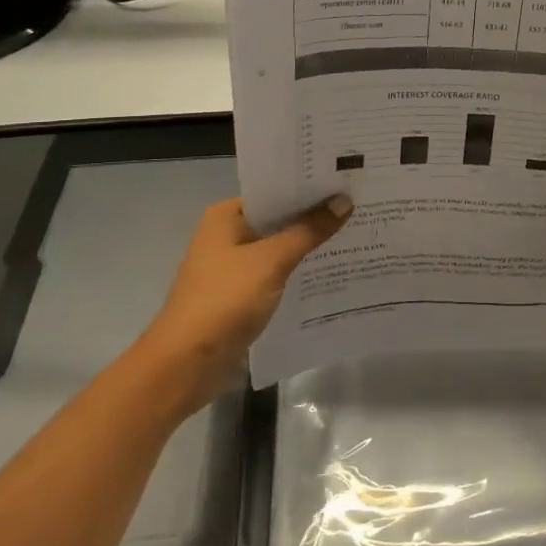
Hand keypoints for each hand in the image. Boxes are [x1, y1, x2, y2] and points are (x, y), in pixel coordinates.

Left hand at [131, 193, 351, 416]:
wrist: (186, 363)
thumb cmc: (225, 301)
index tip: (346, 182)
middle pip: (278, 219)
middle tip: (359, 206)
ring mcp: (233, 266)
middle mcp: (227, 235)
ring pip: (279, 247)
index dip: (309, 187)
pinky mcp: (241, 294)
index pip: (274, 191)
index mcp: (226, 216)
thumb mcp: (271, 261)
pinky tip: (331, 270)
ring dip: (309, 245)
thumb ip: (309, 231)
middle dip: (314, 216)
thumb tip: (344, 201)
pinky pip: (276, 273)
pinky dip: (298, 271)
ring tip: (354, 234)